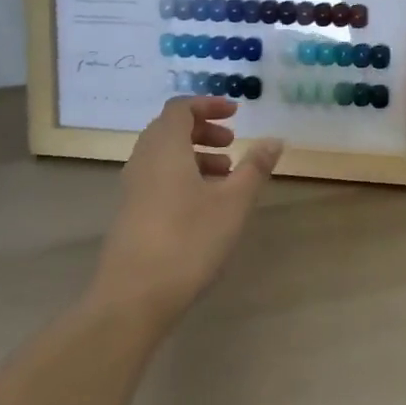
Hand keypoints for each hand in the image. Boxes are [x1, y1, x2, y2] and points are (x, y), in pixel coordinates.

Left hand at [88, 97, 282, 332]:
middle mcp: (144, 161)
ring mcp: (133, 189)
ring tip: (226, 175)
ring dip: (195, 154)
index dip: (208, 104)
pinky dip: (182, 175)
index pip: (180, 108)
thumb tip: (275, 139)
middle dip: (203, 129)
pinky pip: (158, 178)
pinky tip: (205, 205)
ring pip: (164, 155)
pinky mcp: (131, 214)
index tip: (236, 113)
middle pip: (169, 129)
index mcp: (165, 148)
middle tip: (232, 143)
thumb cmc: (188, 242)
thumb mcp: (233, 203)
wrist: (132, 300)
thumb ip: (255, 167)